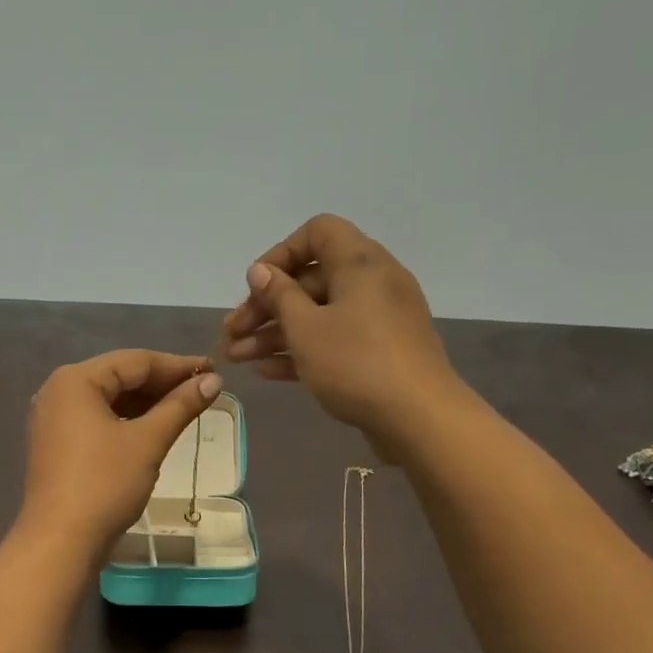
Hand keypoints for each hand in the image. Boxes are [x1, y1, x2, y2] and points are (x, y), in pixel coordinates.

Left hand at [19, 350, 222, 555]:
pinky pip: (98, 420)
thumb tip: (213, 381)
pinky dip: (127, 421)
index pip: (135, 361)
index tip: (214, 371)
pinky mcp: (57, 444)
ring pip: (109, 400)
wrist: (60, 542)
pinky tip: (155, 429)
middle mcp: (58, 391)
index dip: (177, 365)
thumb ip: (180, 406)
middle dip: (162, 384)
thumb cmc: (104, 484)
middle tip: (204, 389)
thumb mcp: (148, 442)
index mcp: (75, 380)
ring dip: (147, 403)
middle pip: (119, 377)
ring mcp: (54, 419)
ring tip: (186, 408)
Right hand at [220, 214, 467, 453]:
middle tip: (233, 333)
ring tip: (237, 358)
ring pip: (318, 315)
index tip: (256, 286)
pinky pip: (334, 340)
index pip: (318, 233)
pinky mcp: (379, 352)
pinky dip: (302, 350)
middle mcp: (373, 283)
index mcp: (361, 263)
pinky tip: (266, 371)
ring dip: (275, 333)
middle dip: (266, 306)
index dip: (281, 254)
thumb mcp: (306, 328)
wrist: (420, 419)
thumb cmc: (356, 363)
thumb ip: (278, 296)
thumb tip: (260, 271)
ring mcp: (378, 320)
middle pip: (310, 281)